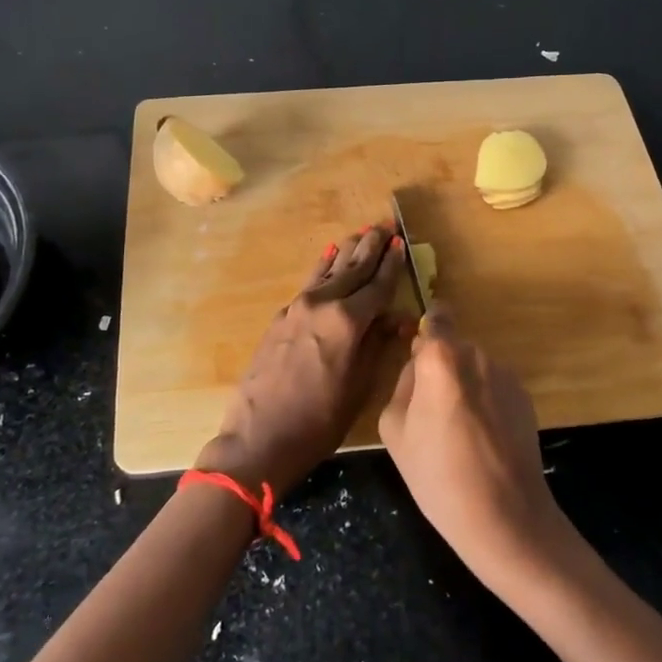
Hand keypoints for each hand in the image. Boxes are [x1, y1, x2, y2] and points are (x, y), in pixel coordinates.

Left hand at [196, 224, 405, 496]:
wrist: (259, 437)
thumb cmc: (319, 420)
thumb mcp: (359, 387)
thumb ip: (378, 346)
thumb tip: (397, 319)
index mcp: (347, 321)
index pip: (377, 285)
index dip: (392, 264)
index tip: (401, 242)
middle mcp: (322, 304)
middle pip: (352, 269)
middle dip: (371, 247)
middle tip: (385, 225)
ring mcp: (297, 308)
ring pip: (329, 270)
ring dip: (347, 251)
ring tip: (361, 232)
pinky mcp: (281, 317)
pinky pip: (310, 283)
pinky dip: (322, 267)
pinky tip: (328, 255)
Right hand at [377, 307, 569, 586]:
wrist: (505, 515)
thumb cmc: (438, 474)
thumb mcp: (395, 429)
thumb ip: (403, 385)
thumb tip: (418, 371)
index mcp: (441, 358)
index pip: (435, 317)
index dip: (425, 331)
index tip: (417, 356)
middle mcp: (477, 355)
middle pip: (451, 348)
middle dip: (439, 369)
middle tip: (429, 412)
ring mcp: (506, 375)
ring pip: (473, 369)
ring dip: (463, 387)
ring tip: (458, 433)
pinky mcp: (525, 397)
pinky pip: (493, 388)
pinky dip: (485, 403)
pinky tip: (482, 441)